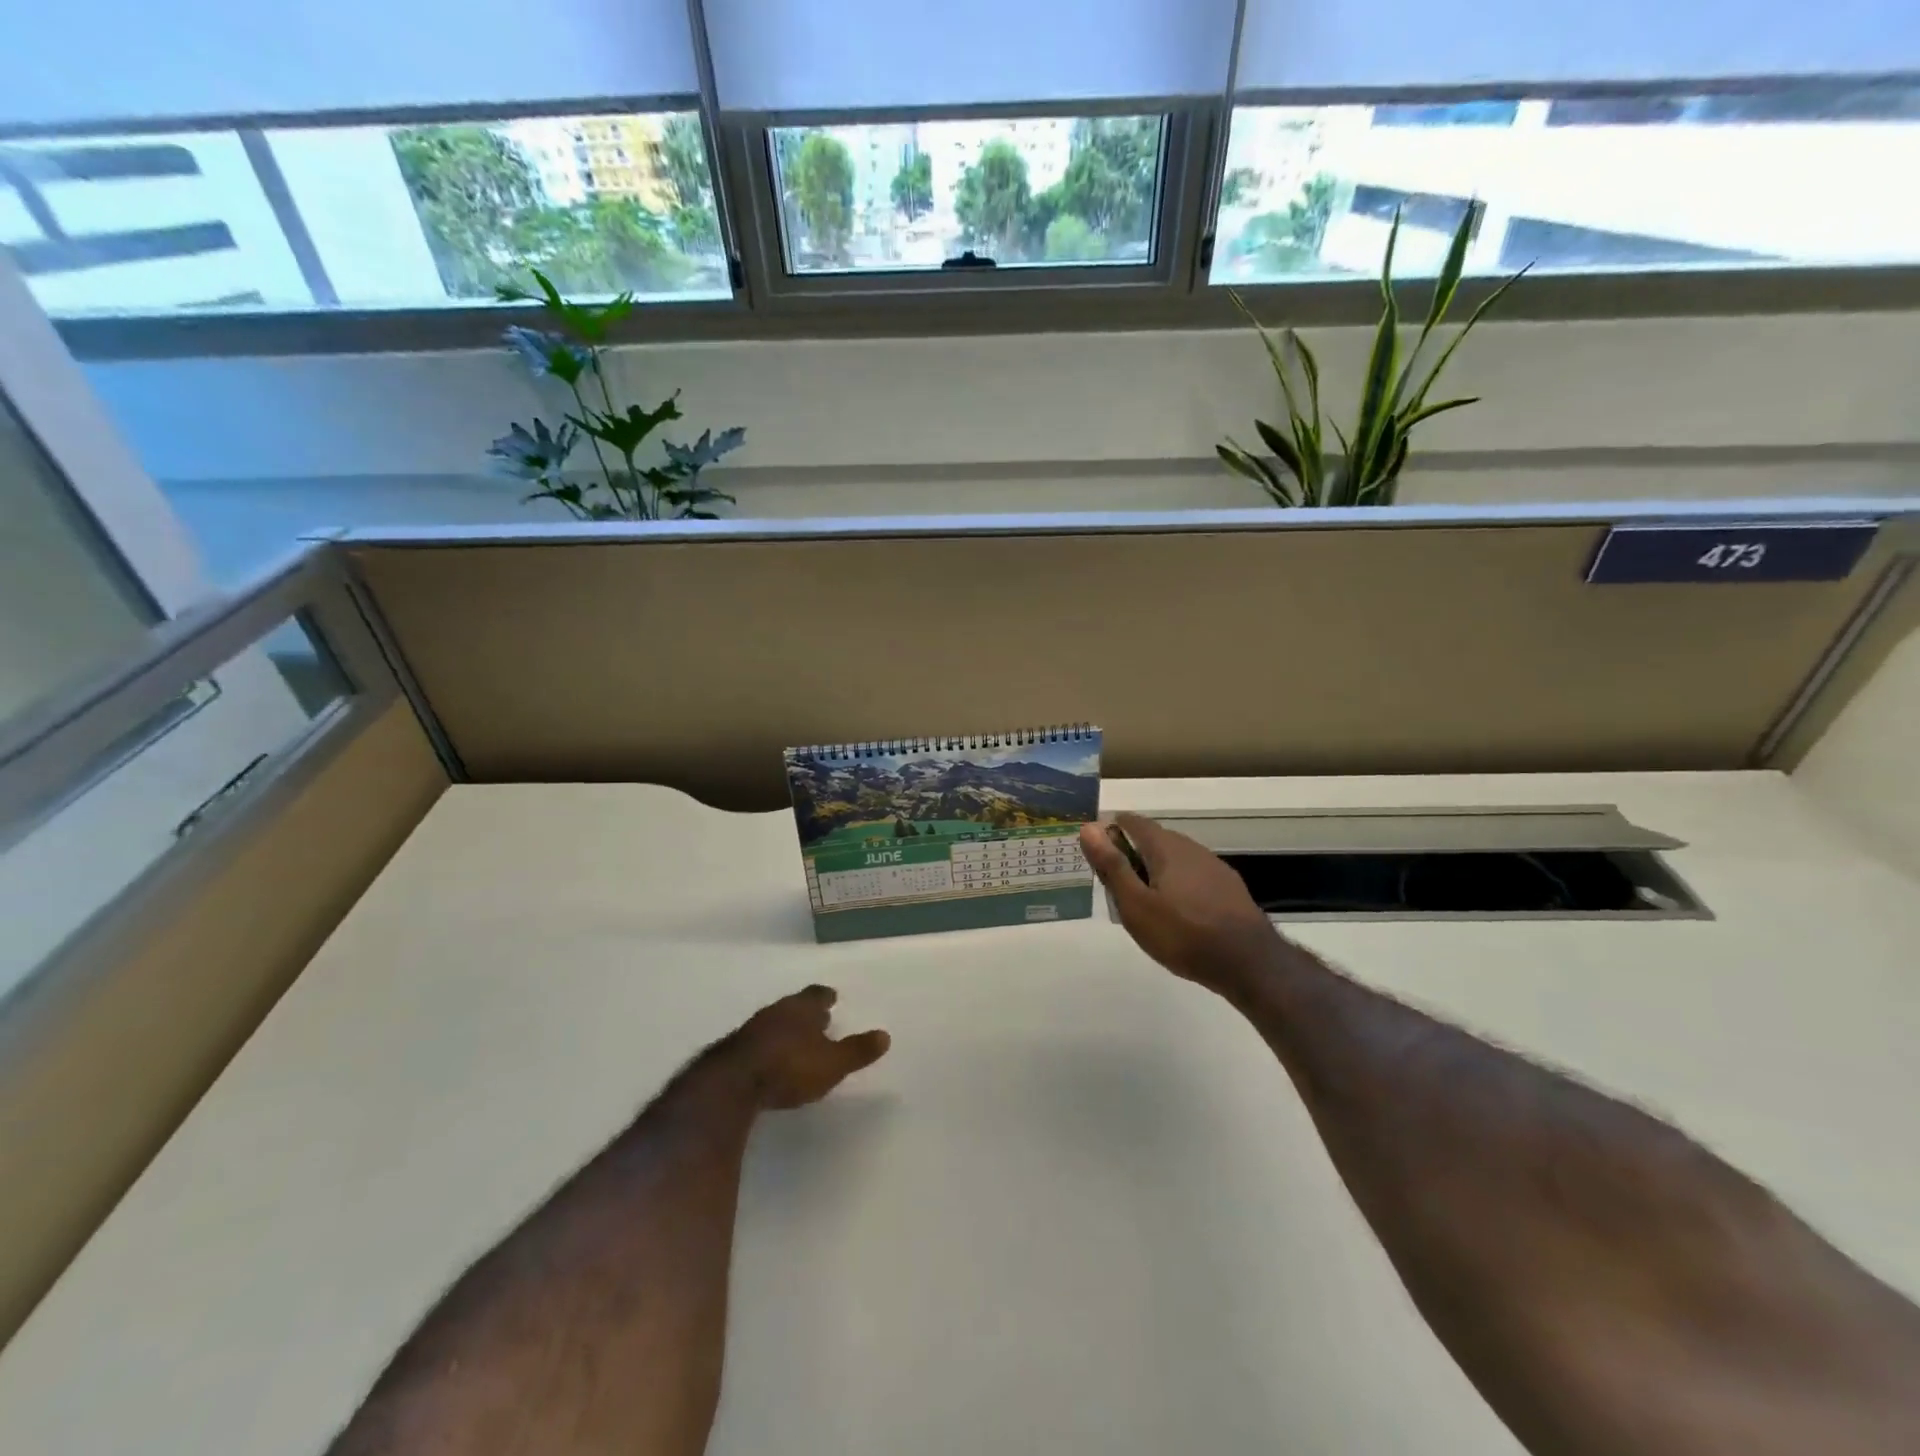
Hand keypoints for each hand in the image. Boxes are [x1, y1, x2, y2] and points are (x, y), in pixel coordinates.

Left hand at [724, 986, 890, 1109]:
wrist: (731, 1085)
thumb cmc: (790, 1067)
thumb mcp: (832, 1064)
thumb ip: (857, 1050)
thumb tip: (885, 1036)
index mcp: (801, 1009)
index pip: (816, 995)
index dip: (825, 996)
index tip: (832, 997)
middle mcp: (776, 1012)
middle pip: (794, 1007)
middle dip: (806, 1013)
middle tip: (818, 1018)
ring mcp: (751, 1031)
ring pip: (774, 1023)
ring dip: (785, 1029)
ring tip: (796, 1040)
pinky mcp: (732, 1052)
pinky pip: (757, 1043)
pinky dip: (768, 1047)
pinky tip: (771, 1060)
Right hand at [1080, 813, 1284, 997]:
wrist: (1249, 963)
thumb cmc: (1182, 934)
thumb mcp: (1135, 904)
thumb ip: (1112, 865)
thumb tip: (1088, 827)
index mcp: (1165, 847)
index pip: (1133, 822)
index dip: (1111, 831)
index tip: (1098, 854)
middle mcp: (1191, 848)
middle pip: (1154, 840)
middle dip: (1131, 854)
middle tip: (1116, 886)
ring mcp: (1214, 867)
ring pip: (1175, 859)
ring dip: (1155, 871)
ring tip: (1144, 902)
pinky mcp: (1228, 888)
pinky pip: (1193, 876)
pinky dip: (1177, 885)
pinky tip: (1177, 913)